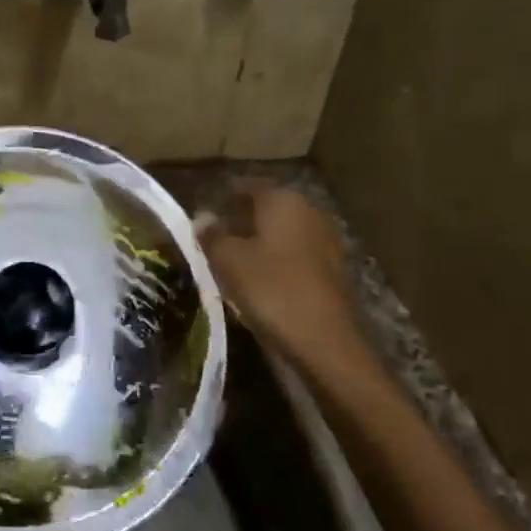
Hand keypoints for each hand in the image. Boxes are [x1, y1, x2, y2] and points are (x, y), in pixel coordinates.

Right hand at [196, 181, 369, 373]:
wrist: (327, 343)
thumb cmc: (272, 290)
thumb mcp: (229, 261)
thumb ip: (212, 235)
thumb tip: (202, 217)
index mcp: (283, 200)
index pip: (244, 186)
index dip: (219, 199)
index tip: (199, 219)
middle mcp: (308, 211)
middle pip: (263, 209)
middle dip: (237, 222)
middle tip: (210, 243)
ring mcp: (324, 241)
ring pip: (278, 233)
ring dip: (254, 244)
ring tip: (228, 266)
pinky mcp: (331, 270)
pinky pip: (292, 256)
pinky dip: (273, 263)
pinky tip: (255, 284)